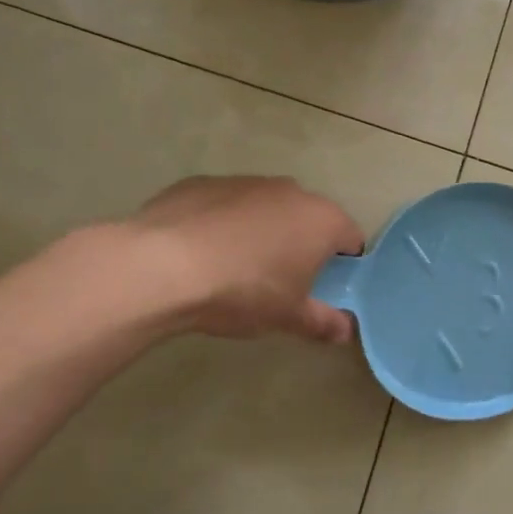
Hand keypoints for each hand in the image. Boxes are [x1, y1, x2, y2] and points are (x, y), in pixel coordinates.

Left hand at [120, 176, 363, 342]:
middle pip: (309, 218)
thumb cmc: (242, 291)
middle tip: (282, 281)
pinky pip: (225, 205)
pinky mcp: (203, 182)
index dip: (344, 264)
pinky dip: (222, 223)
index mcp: (322, 220)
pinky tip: (201, 253)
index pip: (351, 238)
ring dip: (262, 231)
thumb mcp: (287, 317)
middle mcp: (291, 191)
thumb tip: (345, 332)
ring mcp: (245, 182)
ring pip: (267, 208)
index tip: (325, 287)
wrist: (161, 266)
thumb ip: (322, 322)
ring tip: (235, 267)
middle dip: (302, 244)